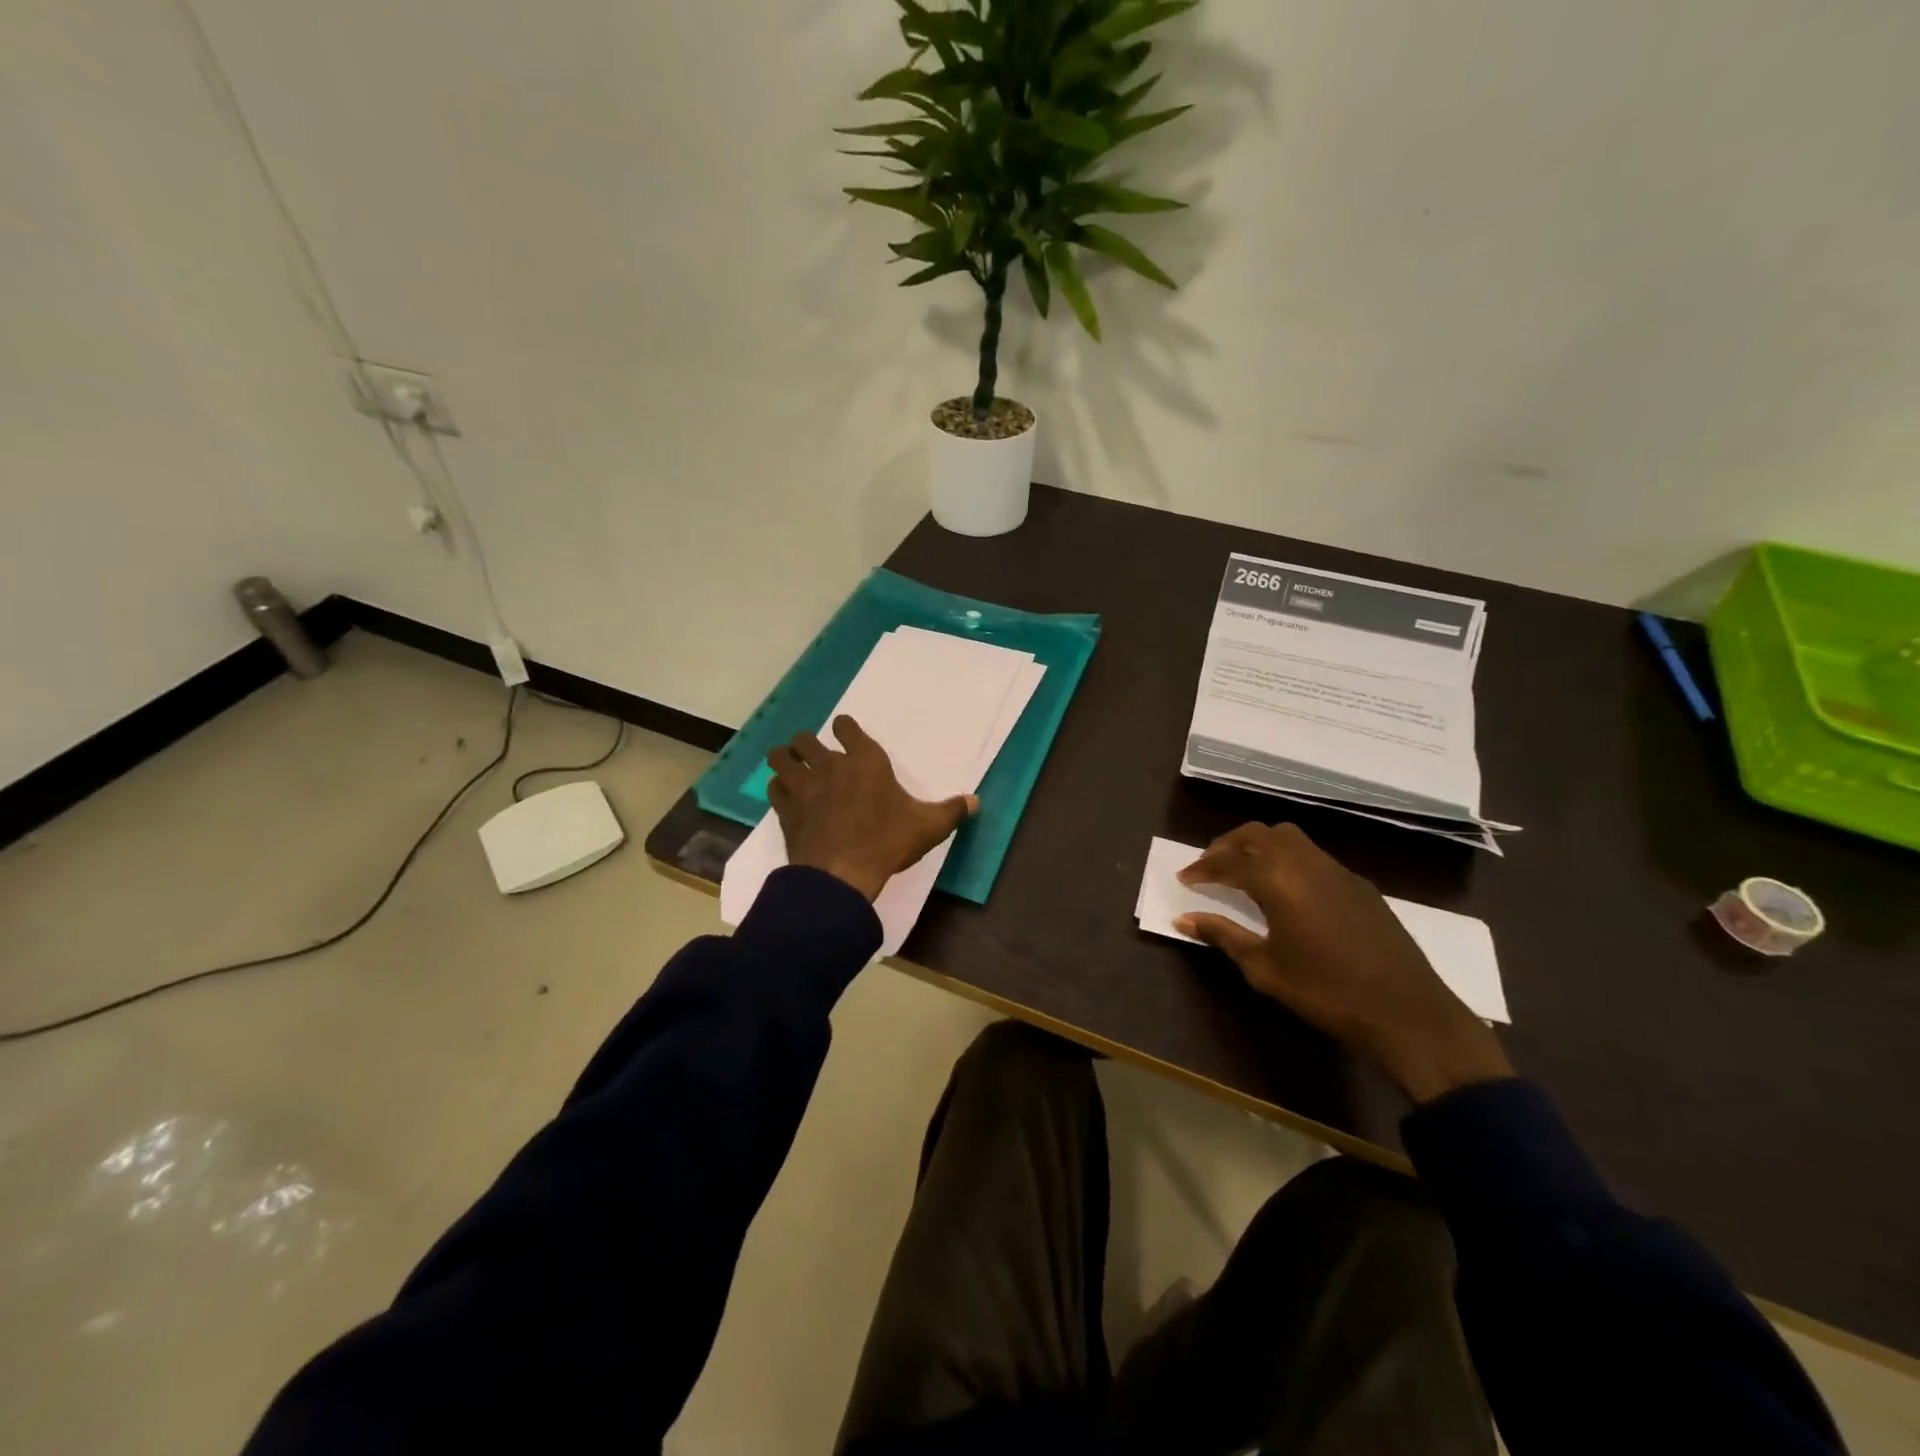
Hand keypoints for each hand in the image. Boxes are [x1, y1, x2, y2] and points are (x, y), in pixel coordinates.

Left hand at [767, 716, 976, 901]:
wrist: (841, 874)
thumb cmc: (887, 842)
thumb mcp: (928, 827)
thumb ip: (952, 811)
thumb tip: (976, 801)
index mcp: (866, 761)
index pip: (847, 728)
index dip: (845, 728)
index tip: (844, 731)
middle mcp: (830, 766)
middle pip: (806, 739)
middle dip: (807, 743)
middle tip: (812, 754)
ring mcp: (803, 787)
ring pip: (782, 758)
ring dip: (785, 760)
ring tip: (791, 767)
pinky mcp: (786, 810)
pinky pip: (774, 788)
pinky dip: (778, 788)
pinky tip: (785, 796)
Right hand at [1176, 823, 1512, 1102]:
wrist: (1407, 1013)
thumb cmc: (1325, 992)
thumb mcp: (1264, 968)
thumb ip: (1223, 935)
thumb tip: (1183, 919)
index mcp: (1278, 879)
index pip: (1229, 861)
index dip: (1203, 868)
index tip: (1184, 878)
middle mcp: (1306, 862)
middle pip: (1258, 834)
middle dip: (1228, 845)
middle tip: (1209, 866)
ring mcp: (1337, 870)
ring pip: (1289, 838)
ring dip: (1259, 846)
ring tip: (1243, 871)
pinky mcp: (1359, 885)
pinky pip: (1313, 856)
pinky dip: (1288, 860)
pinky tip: (1286, 890)